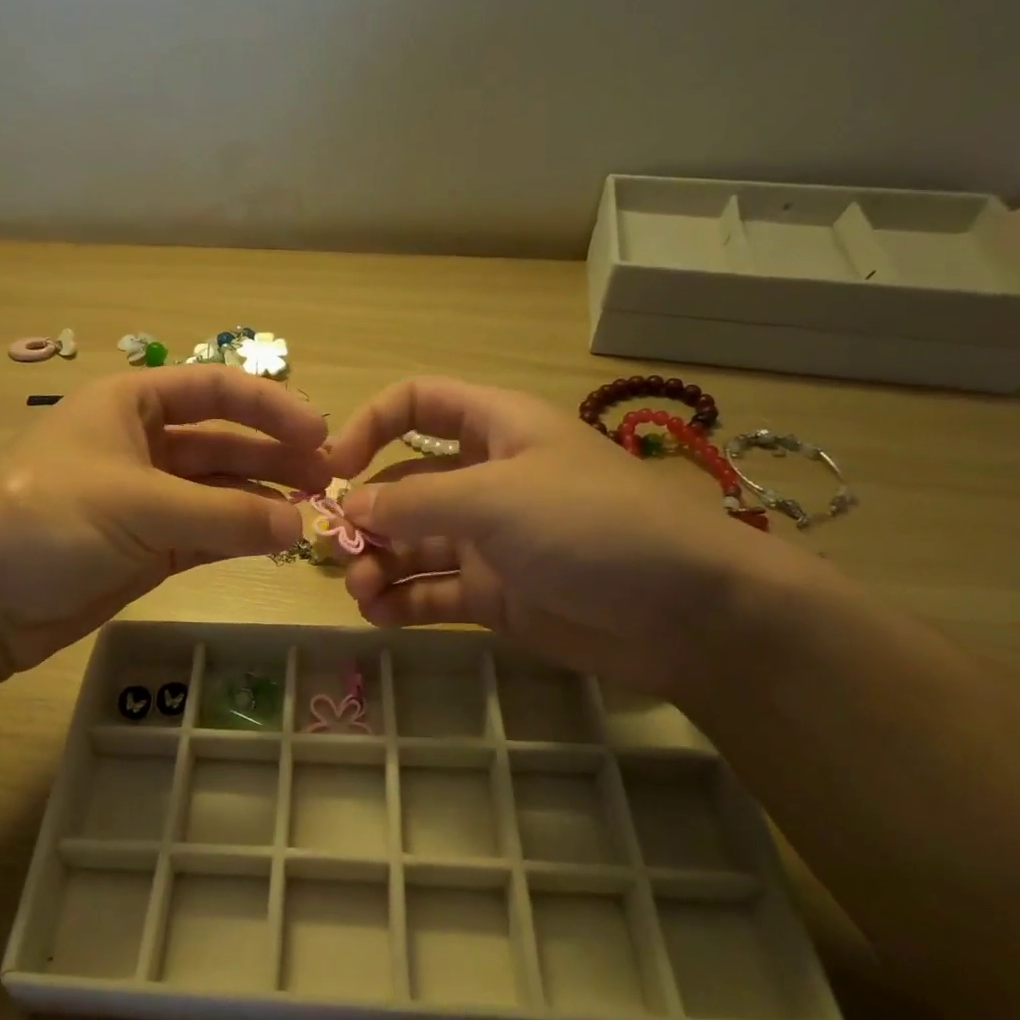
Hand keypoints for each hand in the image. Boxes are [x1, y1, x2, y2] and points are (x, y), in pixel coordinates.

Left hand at [0, 367, 329, 675]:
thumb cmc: (48, 520)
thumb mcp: (139, 504)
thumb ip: (226, 514)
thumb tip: (301, 527)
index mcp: (130, 403)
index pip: (214, 390)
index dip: (270, 406)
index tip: (321, 433)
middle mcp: (141, 444)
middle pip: (224, 442)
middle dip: (275, 457)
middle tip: (329, 481)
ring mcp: (145, 499)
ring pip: (219, 492)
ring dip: (263, 501)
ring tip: (312, 515)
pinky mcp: (147, 546)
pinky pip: (207, 533)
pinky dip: (240, 537)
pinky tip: (277, 543)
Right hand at [324, 377, 790, 698]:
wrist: (686, 613)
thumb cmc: (591, 525)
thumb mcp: (497, 498)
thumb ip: (415, 500)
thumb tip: (349, 507)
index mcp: (494, 430)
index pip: (419, 403)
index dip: (371, 425)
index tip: (333, 467)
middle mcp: (486, 480)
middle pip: (405, 484)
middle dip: (366, 514)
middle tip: (337, 551)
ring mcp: (489, 541)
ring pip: (412, 544)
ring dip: (378, 565)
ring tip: (361, 593)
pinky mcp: (495, 595)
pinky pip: (432, 591)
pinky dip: (402, 602)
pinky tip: (379, 616)